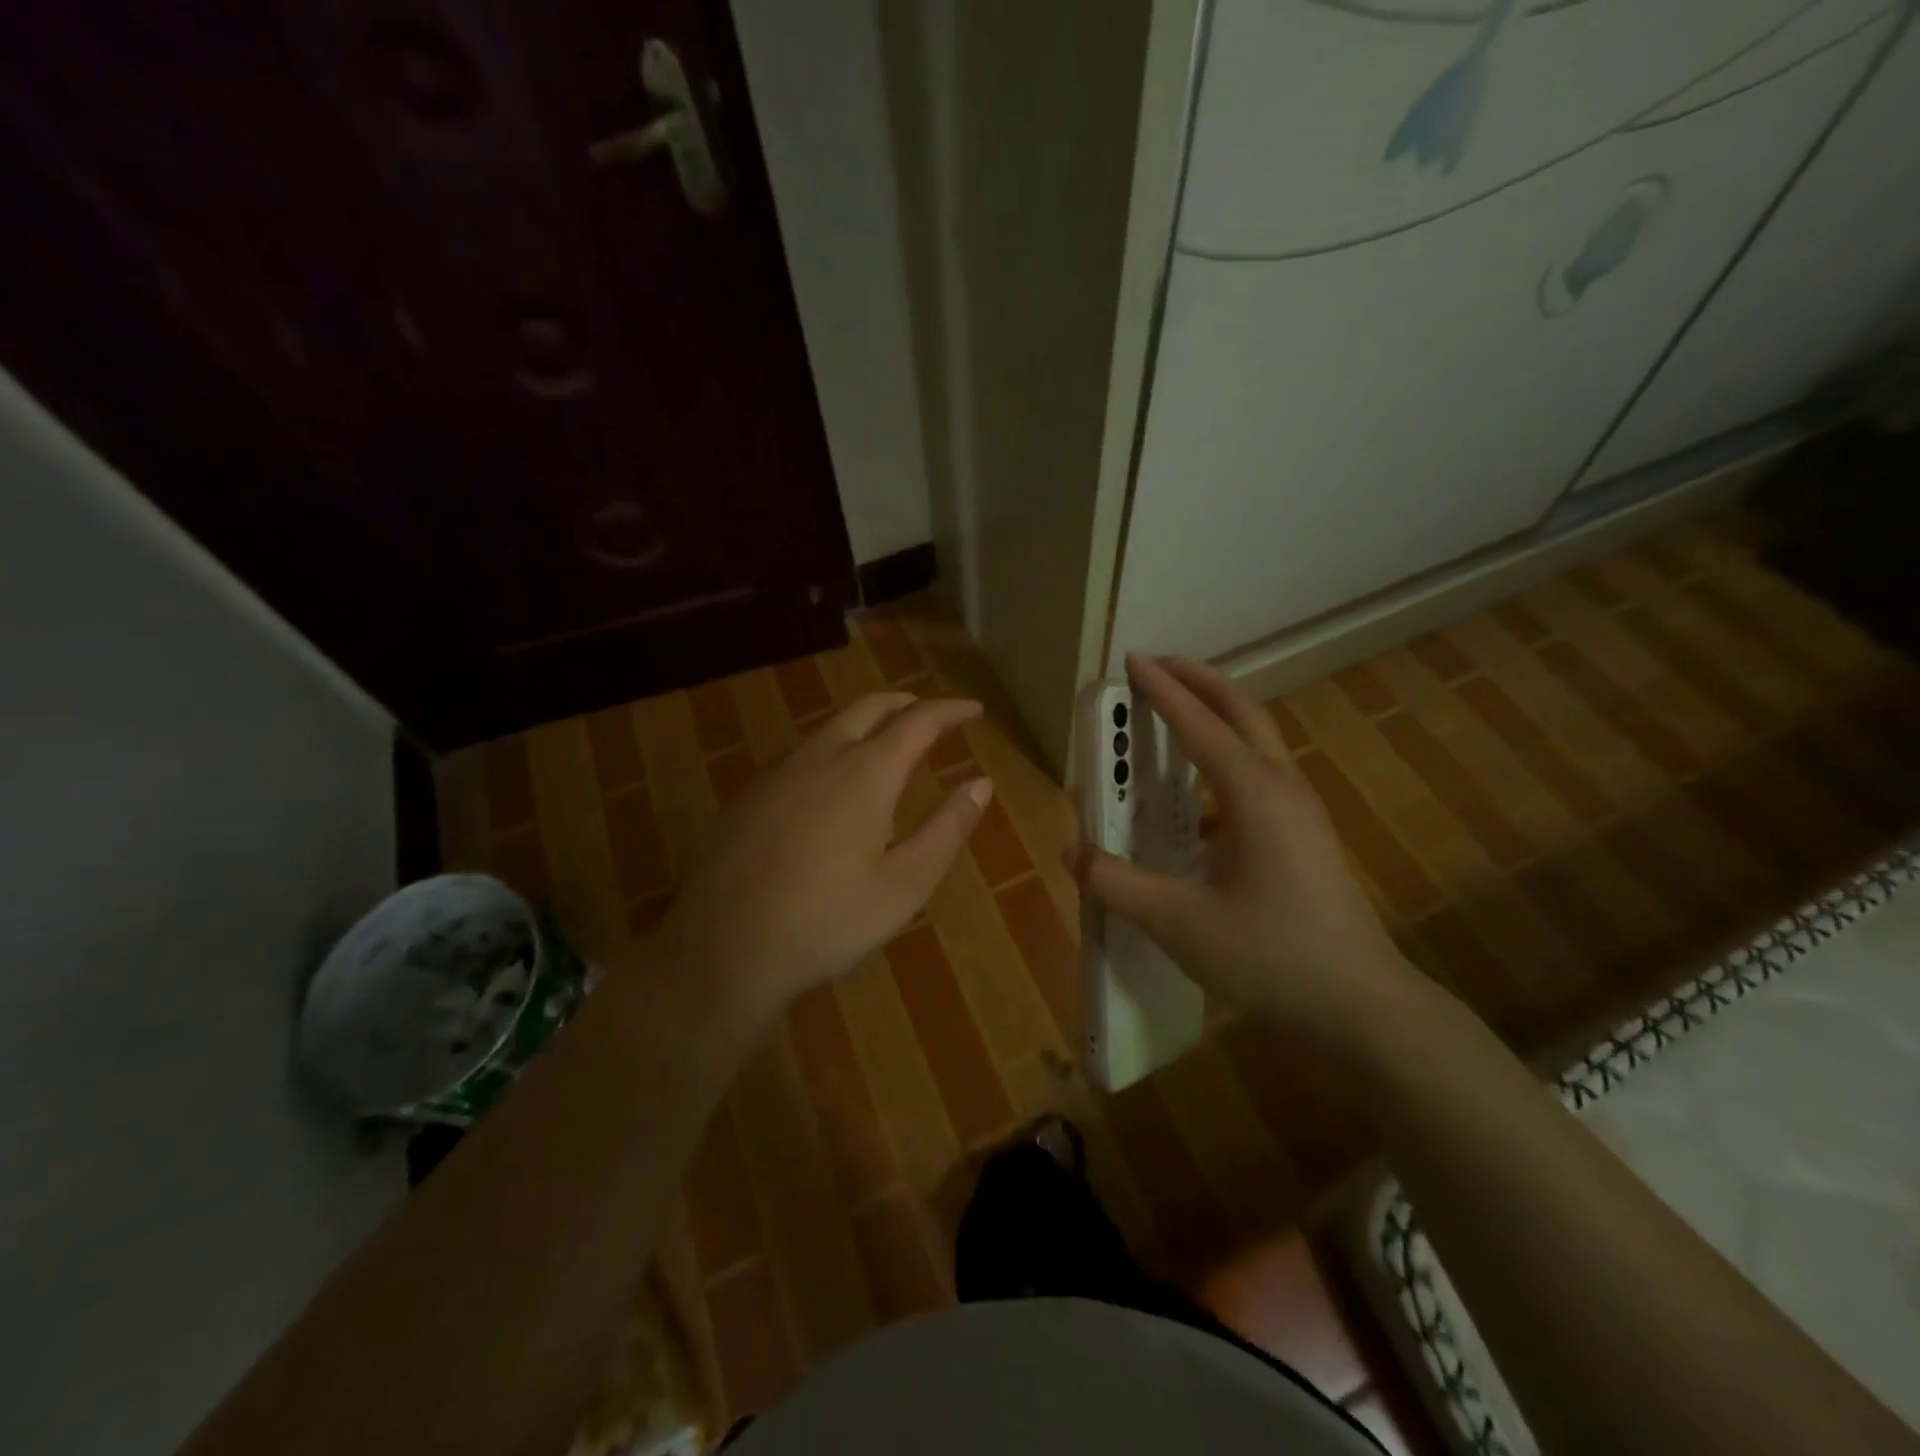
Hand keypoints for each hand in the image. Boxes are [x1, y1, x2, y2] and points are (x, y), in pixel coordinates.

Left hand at [651, 691, 991, 1023]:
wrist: (722, 948)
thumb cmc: (827, 920)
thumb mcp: (905, 884)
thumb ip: (947, 828)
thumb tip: (981, 783)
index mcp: (865, 773)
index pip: (918, 721)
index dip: (950, 710)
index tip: (974, 710)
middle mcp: (821, 757)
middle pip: (869, 707)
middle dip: (907, 703)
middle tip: (932, 716)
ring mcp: (778, 773)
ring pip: (832, 727)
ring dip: (868, 723)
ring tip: (890, 745)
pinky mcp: (750, 795)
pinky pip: (804, 754)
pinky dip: (836, 749)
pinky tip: (835, 786)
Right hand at [1070, 655, 1426, 1045]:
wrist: (1361, 1006)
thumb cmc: (1270, 955)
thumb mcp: (1178, 922)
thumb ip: (1117, 883)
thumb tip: (1072, 854)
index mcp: (1253, 793)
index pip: (1199, 724)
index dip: (1162, 689)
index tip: (1132, 660)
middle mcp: (1282, 787)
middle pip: (1242, 712)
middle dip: (1199, 681)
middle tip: (1158, 666)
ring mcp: (1300, 812)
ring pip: (1256, 743)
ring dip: (1216, 719)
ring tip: (1174, 719)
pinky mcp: (1305, 838)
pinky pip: (1259, 779)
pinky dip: (1224, 765)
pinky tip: (1194, 805)